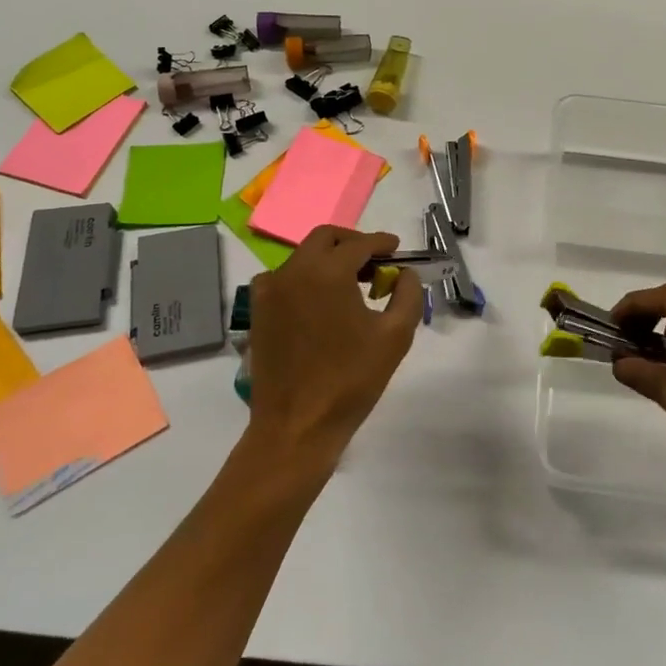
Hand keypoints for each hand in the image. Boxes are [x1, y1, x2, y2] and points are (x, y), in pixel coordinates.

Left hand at [245, 226, 422, 466]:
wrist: (297, 425)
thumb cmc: (351, 379)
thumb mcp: (395, 335)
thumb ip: (408, 294)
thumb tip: (404, 273)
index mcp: (328, 272)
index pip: (360, 244)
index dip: (381, 243)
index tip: (396, 249)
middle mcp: (294, 271)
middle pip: (325, 239)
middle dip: (352, 243)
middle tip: (374, 262)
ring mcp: (270, 290)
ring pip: (303, 257)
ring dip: (328, 260)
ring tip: (351, 285)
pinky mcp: (258, 311)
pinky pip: (283, 279)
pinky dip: (304, 279)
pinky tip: (319, 303)